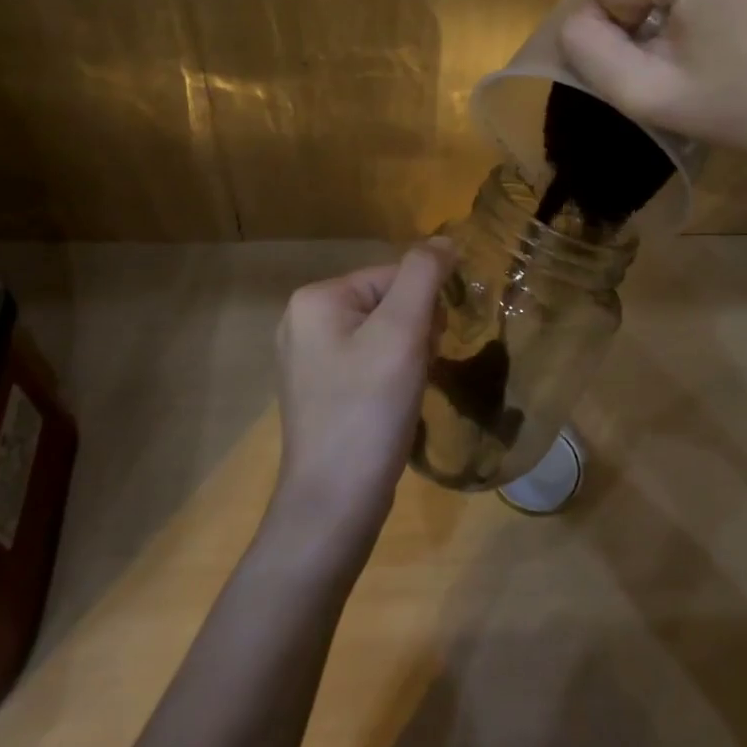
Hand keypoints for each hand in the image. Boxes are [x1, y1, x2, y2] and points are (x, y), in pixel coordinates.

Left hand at [270, 243, 453, 543]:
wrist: (333, 505)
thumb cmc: (368, 410)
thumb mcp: (403, 333)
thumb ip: (424, 276)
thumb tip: (444, 241)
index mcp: (315, 298)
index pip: (393, 275)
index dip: (423, 308)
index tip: (429, 347)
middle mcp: (303, 320)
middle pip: (386, 302)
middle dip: (415, 332)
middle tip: (416, 372)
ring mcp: (307, 358)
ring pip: (381, 334)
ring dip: (408, 355)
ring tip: (405, 391)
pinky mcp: (318, 390)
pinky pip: (367, 361)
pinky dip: (390, 376)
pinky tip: (393, 404)